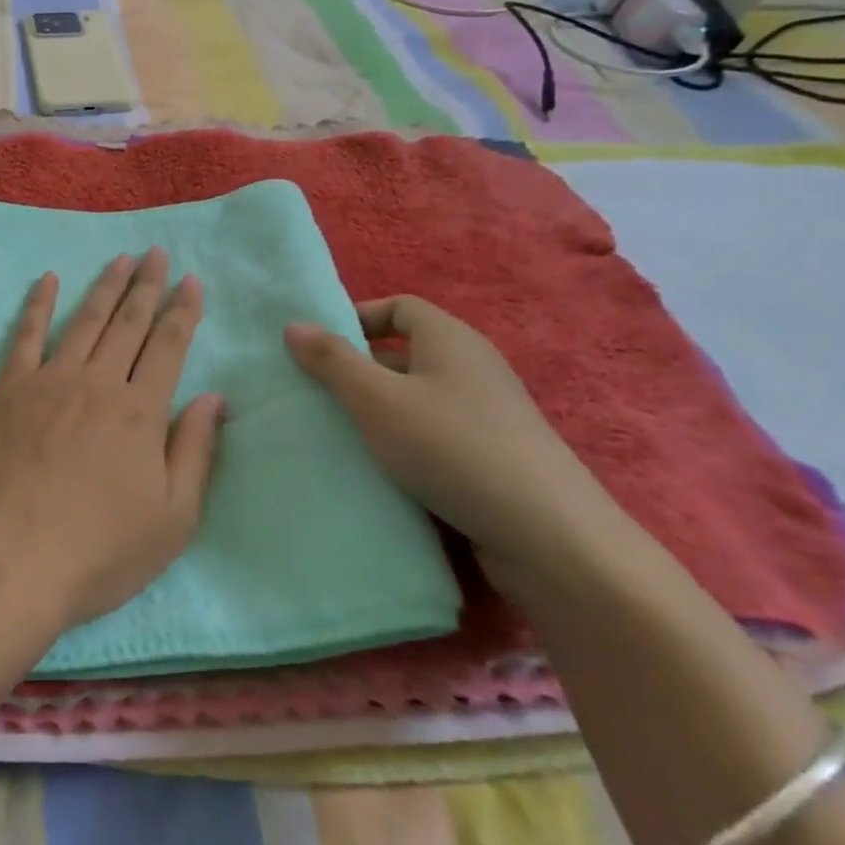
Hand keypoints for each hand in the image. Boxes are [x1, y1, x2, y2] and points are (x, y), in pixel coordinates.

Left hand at [0, 248, 223, 631]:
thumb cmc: (101, 550)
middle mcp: (99, 382)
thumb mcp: (172, 518)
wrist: (14, 560)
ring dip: (106, 286)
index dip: (183, 311)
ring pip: (85, 319)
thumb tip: (215, 397)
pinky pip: (27, 335)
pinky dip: (38, 303)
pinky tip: (48, 279)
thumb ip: (196, 451)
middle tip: (157, 253)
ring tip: (120, 258)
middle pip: (129, 322)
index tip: (191, 281)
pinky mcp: (11, 388)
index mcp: (141, 411)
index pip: (169, 346)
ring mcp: (51, 380)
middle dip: (147, 284)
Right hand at [285, 297, 625, 581]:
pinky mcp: (497, 456)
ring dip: (382, 410)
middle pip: (406, 351)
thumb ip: (332, 361)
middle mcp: (473, 366)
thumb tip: (294, 324)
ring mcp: (489, 413)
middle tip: (319, 394)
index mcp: (449, 338)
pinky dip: (408, 441)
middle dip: (361, 369)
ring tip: (342, 434)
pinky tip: (385, 470)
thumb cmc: (452, 447)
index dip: (357, 319)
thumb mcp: (377, 399)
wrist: (551, 538)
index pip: (398, 306)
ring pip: (420, 397)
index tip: (320, 348)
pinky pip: (438, 432)